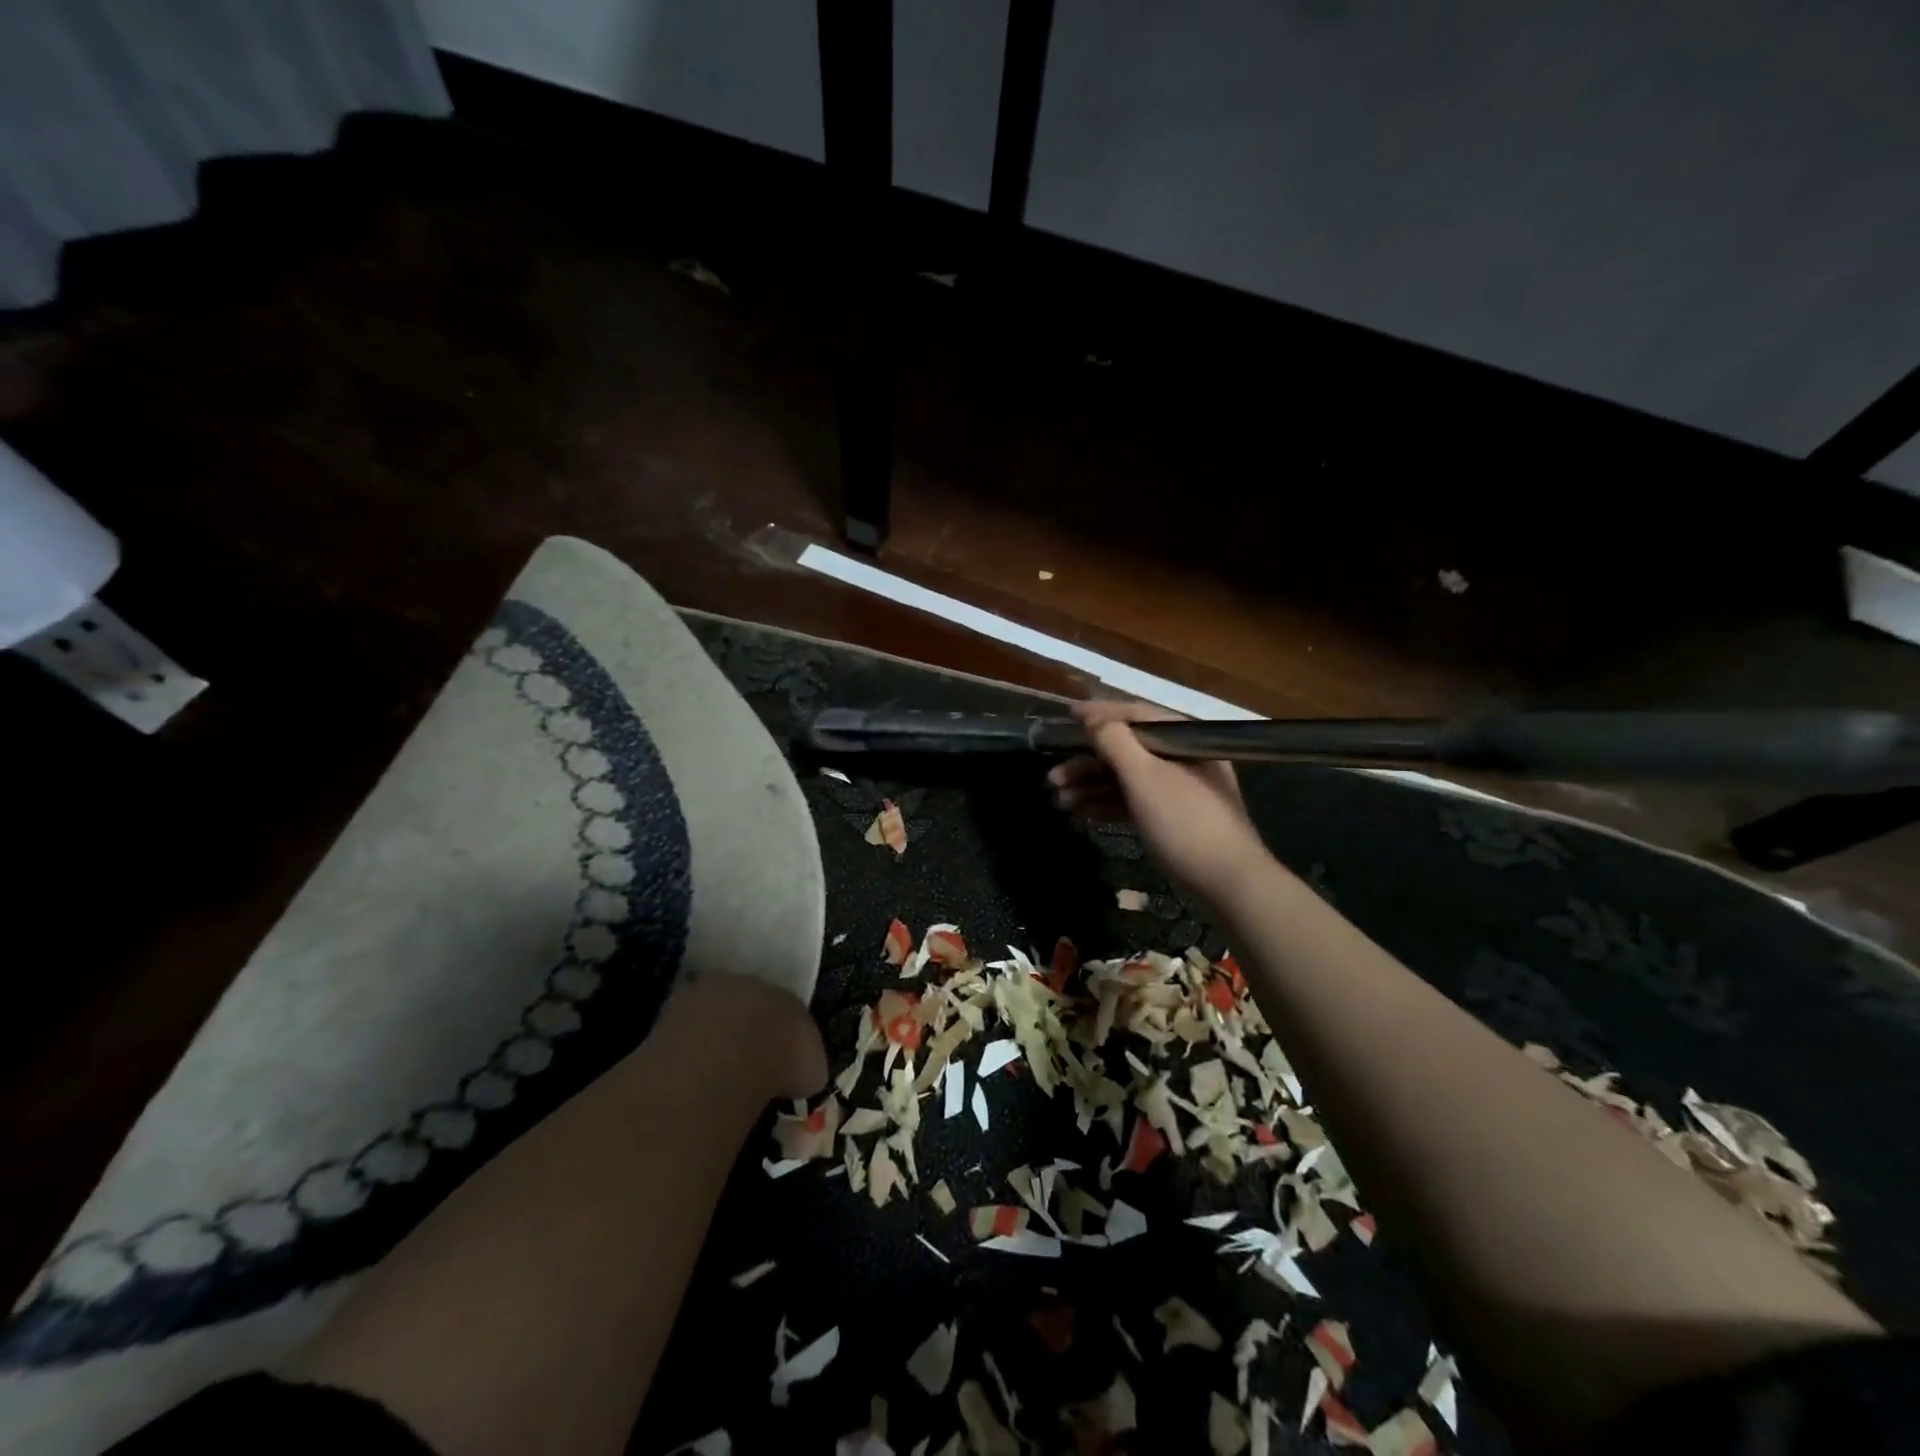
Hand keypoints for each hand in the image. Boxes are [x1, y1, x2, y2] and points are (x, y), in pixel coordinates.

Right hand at [1047, 700, 1273, 905]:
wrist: (1228, 881)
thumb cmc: (1184, 821)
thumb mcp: (1144, 777)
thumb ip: (1114, 742)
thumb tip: (1093, 719)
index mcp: (1182, 738)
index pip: (1135, 714)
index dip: (1098, 714)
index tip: (1066, 715)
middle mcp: (1182, 757)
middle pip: (1127, 748)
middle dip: (1087, 762)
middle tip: (1053, 777)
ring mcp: (1180, 788)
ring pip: (1128, 777)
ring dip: (1092, 785)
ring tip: (1059, 800)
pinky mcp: (1174, 815)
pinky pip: (1135, 800)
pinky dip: (1109, 804)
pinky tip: (1081, 813)